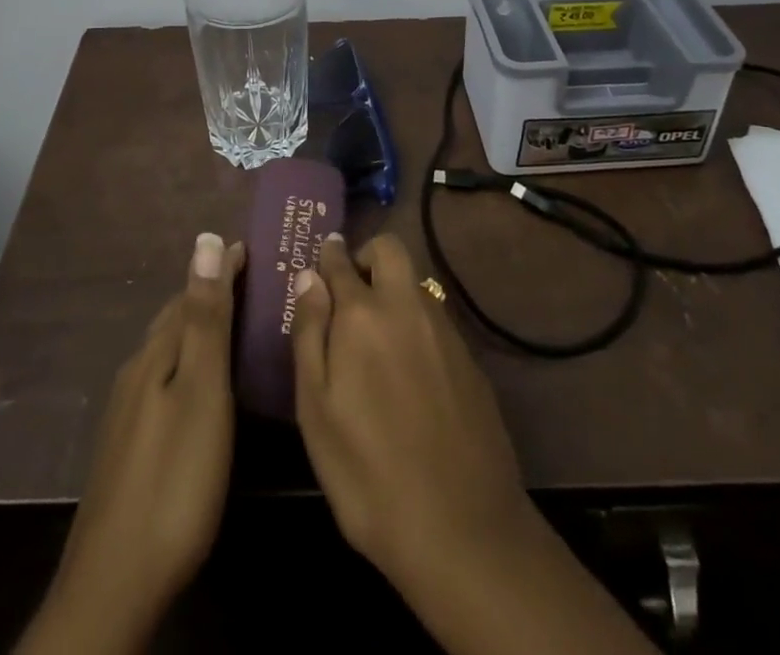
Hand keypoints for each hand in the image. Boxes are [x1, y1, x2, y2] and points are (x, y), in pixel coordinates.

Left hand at [16, 232, 245, 654]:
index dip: (222, 269)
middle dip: (210, 294)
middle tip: (253, 281)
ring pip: (167, 351)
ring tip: (234, 324)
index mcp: (155, 355)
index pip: (191, 293)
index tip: (253, 247)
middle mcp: (136, 373)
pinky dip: (188, 363)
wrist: (115, 584)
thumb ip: (205, 320)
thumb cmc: (174, 479)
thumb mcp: (201, 392)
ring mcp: (127, 413)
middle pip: (175, 319)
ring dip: (198, 328)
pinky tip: (201, 385)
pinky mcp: (129, 447)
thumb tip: (206, 241)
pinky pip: (163, 380)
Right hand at [289, 232, 531, 590]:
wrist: (462, 529)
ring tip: (376, 335)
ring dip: (394, 290)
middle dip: (367, 256)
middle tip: (350, 292)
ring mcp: (445, 331)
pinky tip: (409, 370)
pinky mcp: (470, 360)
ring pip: (416, 283)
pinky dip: (416, 324)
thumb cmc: (367, 472)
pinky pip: (436, 318)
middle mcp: (407, 307)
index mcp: (363, 314)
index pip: (341, 261)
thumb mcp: (316, 409)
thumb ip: (310, 334)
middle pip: (390, 250)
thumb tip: (309, 277)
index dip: (329, 255)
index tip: (322, 257)